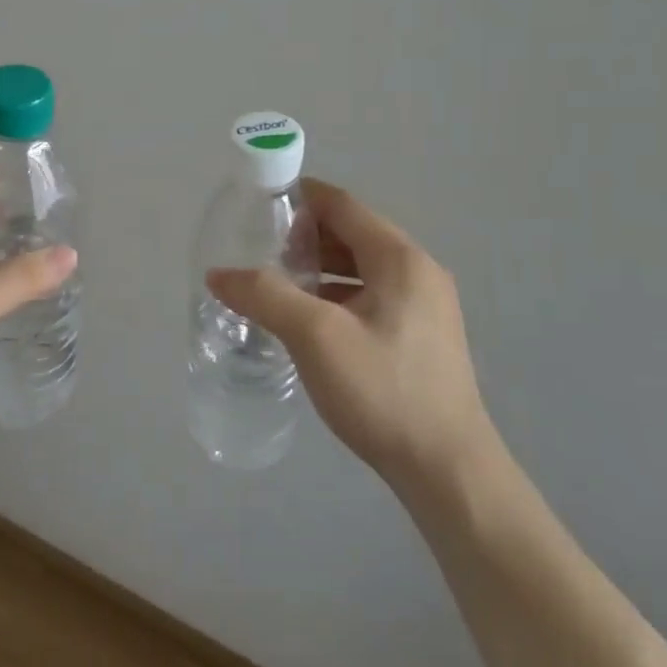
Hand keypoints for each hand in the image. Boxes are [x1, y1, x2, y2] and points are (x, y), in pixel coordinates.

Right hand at [206, 180, 489, 487]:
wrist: (447, 470)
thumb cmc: (383, 390)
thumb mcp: (315, 337)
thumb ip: (264, 295)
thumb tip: (218, 274)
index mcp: (400, 259)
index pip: (343, 205)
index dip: (300, 197)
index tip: (259, 205)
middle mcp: (418, 272)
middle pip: (352, 234)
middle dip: (304, 237)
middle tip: (259, 251)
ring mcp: (424, 306)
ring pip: (360, 268)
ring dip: (319, 268)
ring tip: (276, 284)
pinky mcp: (420, 337)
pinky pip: (370, 296)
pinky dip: (336, 295)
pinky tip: (308, 320)